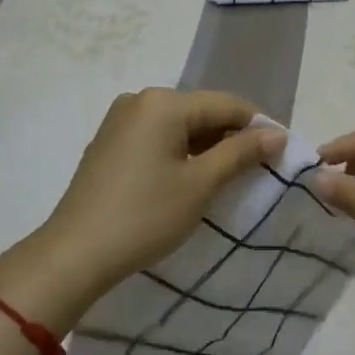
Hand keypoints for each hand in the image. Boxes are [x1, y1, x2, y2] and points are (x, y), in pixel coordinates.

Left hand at [26, 89, 285, 314]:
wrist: (74, 254)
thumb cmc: (144, 216)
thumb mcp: (200, 184)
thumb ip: (241, 153)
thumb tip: (276, 133)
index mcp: (163, 102)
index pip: (226, 104)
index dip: (257, 126)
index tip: (280, 154)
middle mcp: (140, 100)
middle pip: (201, 111)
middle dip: (230, 137)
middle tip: (256, 170)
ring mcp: (120, 119)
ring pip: (179, 125)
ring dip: (205, 146)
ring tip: (228, 177)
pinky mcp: (109, 141)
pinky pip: (156, 136)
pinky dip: (179, 152)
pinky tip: (190, 178)